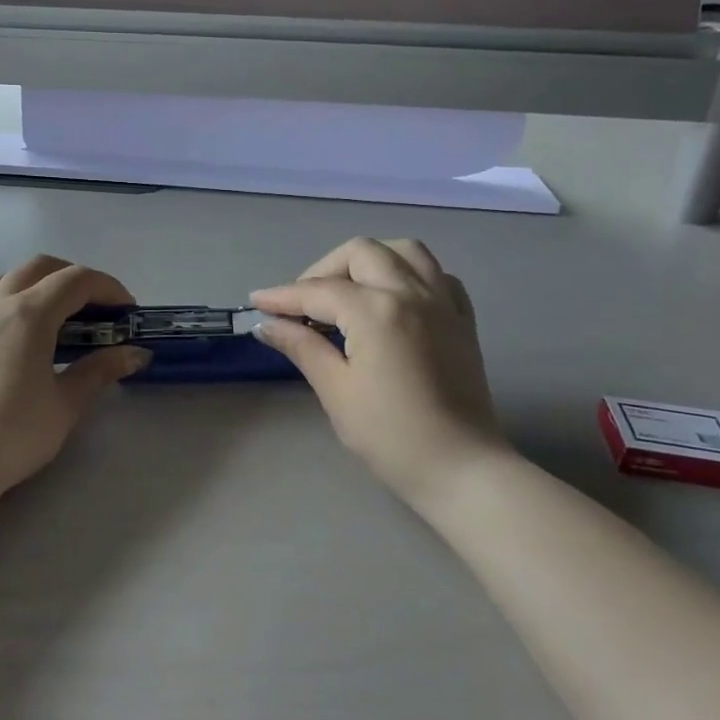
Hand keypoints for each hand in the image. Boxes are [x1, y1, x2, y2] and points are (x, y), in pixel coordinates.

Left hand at [0, 253, 149, 496]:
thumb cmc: (15, 434)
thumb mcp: (67, 404)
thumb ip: (100, 371)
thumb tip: (135, 354)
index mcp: (31, 314)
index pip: (77, 282)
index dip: (107, 288)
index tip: (127, 311)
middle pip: (39, 269)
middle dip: (72, 278)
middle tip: (95, 308)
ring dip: (29, 281)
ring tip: (48, 300)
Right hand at [250, 238, 508, 506]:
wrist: (461, 469)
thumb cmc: (390, 436)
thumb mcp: (336, 391)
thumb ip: (302, 347)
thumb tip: (266, 325)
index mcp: (377, 311)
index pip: (318, 291)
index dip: (283, 296)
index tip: (257, 302)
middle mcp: (412, 292)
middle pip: (360, 253)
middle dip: (323, 270)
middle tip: (303, 304)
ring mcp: (443, 302)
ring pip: (404, 250)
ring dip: (368, 260)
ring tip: (347, 290)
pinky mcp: (462, 319)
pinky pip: (437, 274)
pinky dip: (409, 274)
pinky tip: (393, 299)